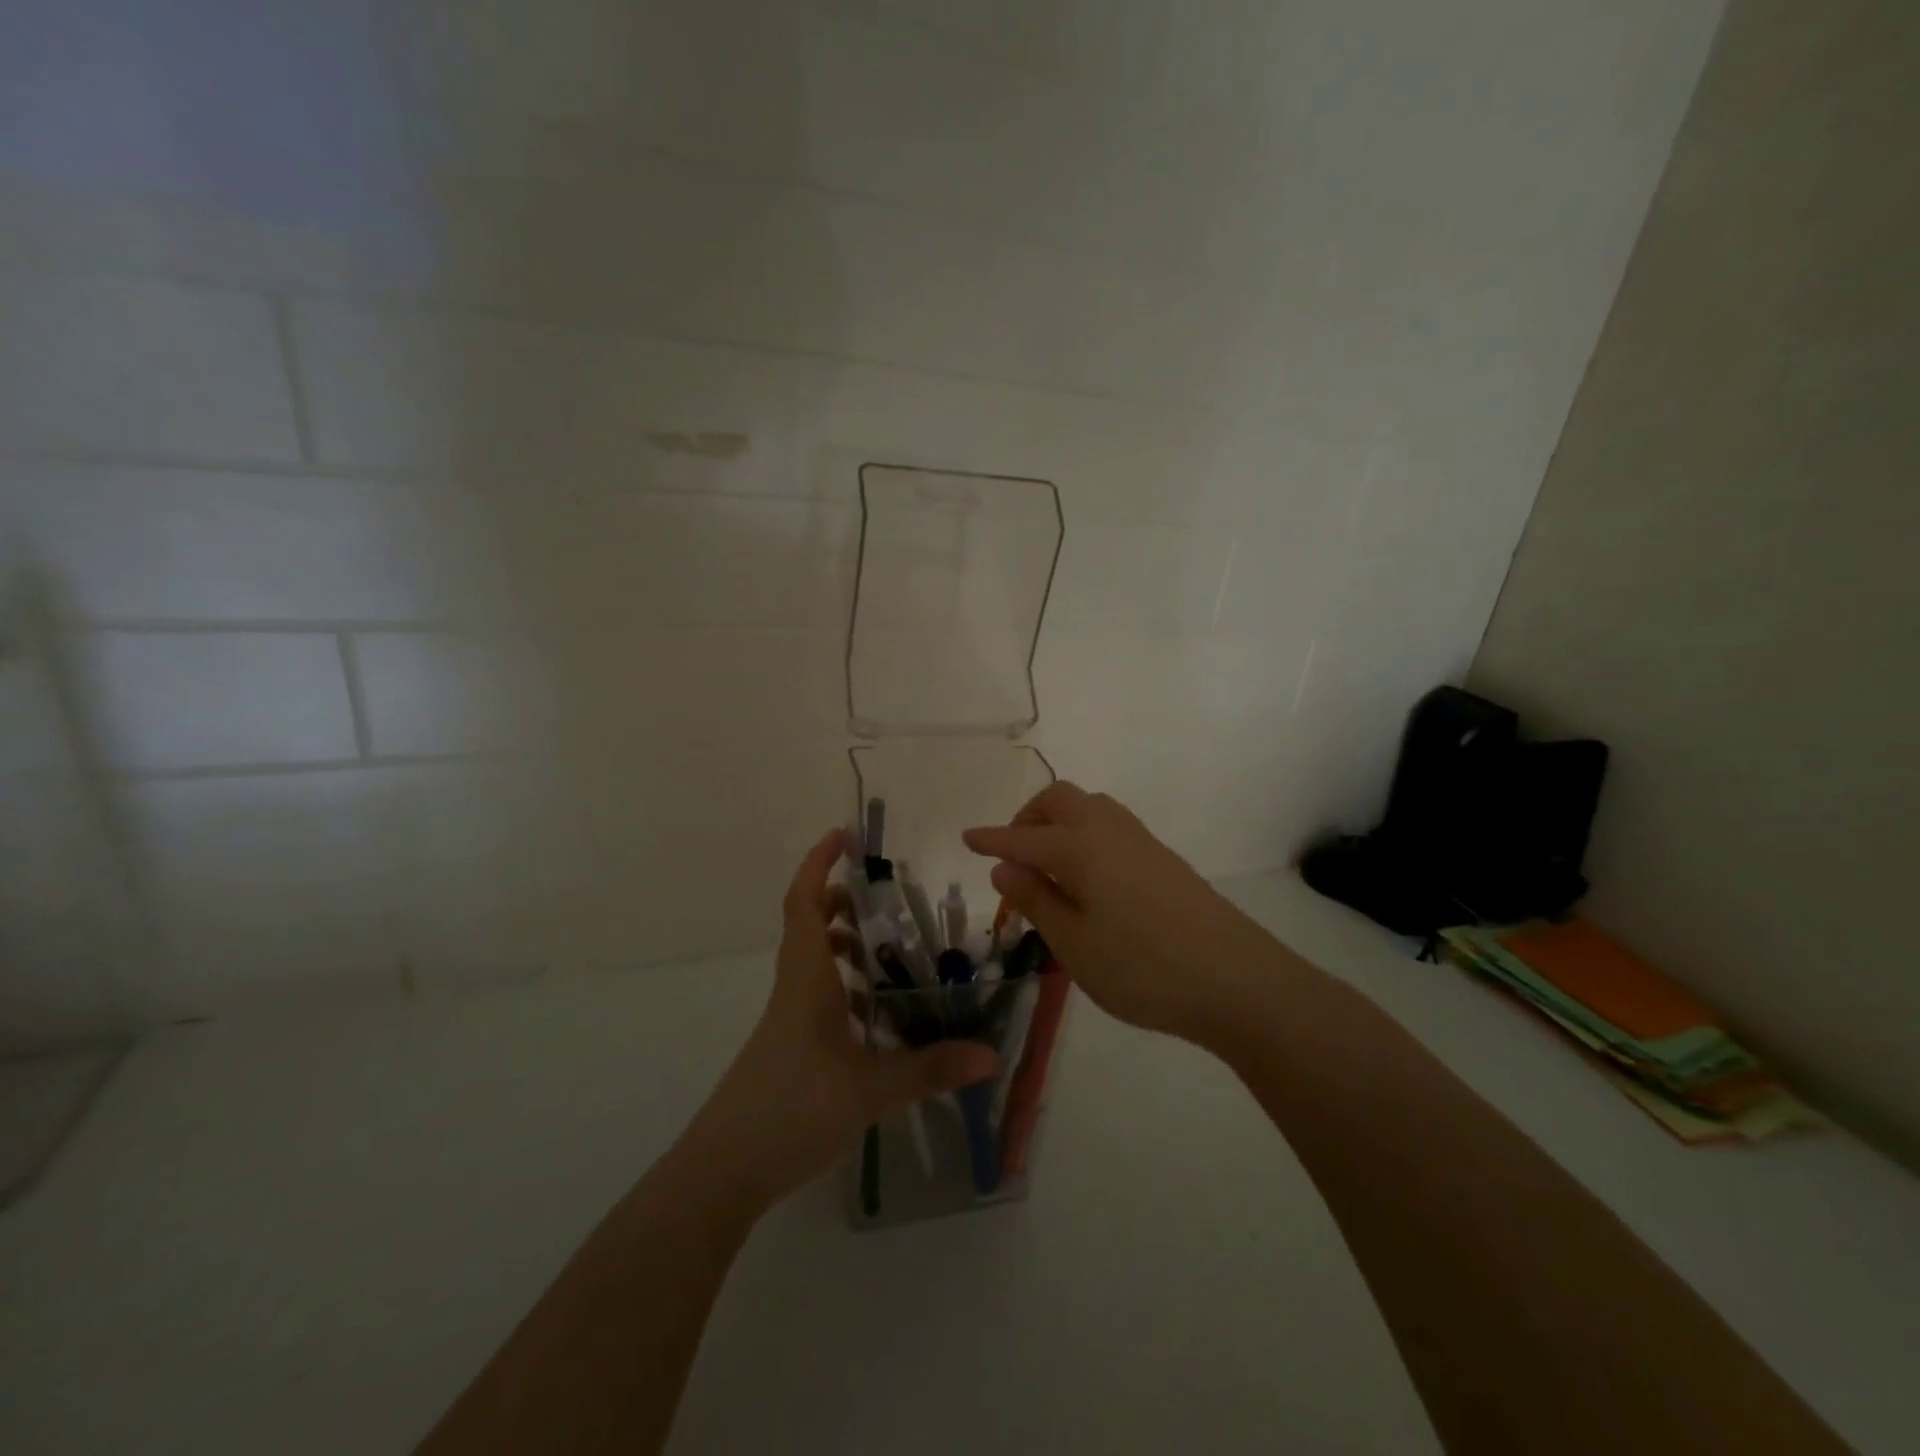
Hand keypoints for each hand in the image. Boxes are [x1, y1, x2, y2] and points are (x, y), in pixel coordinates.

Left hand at [684, 828, 997, 1211]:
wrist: (724, 1170)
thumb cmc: (790, 1109)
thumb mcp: (868, 1090)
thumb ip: (929, 1069)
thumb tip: (988, 1054)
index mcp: (806, 979)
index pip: (804, 903)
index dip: (818, 864)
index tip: (842, 834)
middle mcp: (794, 987)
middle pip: (808, 923)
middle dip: (839, 898)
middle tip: (882, 894)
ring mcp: (787, 1017)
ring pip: (811, 959)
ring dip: (842, 940)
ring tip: (887, 946)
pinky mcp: (788, 1044)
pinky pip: (816, 992)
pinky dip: (842, 982)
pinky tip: (872, 1009)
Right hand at [964, 783, 1272, 1041]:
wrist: (1238, 981)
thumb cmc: (1144, 968)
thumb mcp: (1075, 945)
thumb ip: (1037, 900)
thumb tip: (1004, 867)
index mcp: (1081, 848)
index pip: (1023, 838)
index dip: (992, 839)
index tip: (966, 837)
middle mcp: (1110, 831)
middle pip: (1060, 800)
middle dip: (1028, 818)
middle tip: (1014, 857)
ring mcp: (1142, 842)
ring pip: (1090, 808)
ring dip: (1060, 823)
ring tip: (1049, 868)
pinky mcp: (1164, 860)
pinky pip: (1111, 827)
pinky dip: (1085, 836)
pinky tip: (1089, 879)